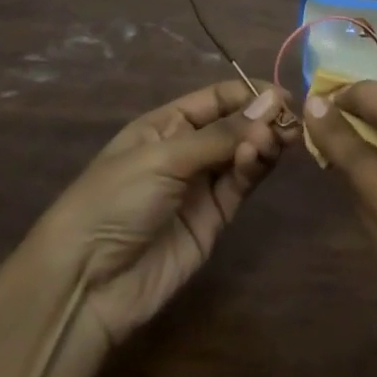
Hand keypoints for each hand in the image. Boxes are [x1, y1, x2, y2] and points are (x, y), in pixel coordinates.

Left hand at [43, 79, 286, 347]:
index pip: (217, 98)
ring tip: (276, 139)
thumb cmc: (115, 200)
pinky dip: (254, 168)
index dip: (250, 94)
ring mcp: (202, 185)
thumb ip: (221, 134)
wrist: (87, 282)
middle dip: (262, 118)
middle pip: (236, 124)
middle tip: (289, 121)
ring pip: (244, 153)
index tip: (283, 96)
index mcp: (166, 125)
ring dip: (263, 142)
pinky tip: (261, 155)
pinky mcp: (215, 218)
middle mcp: (187, 150)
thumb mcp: (164, 157)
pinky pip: (241, 184)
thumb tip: (273, 103)